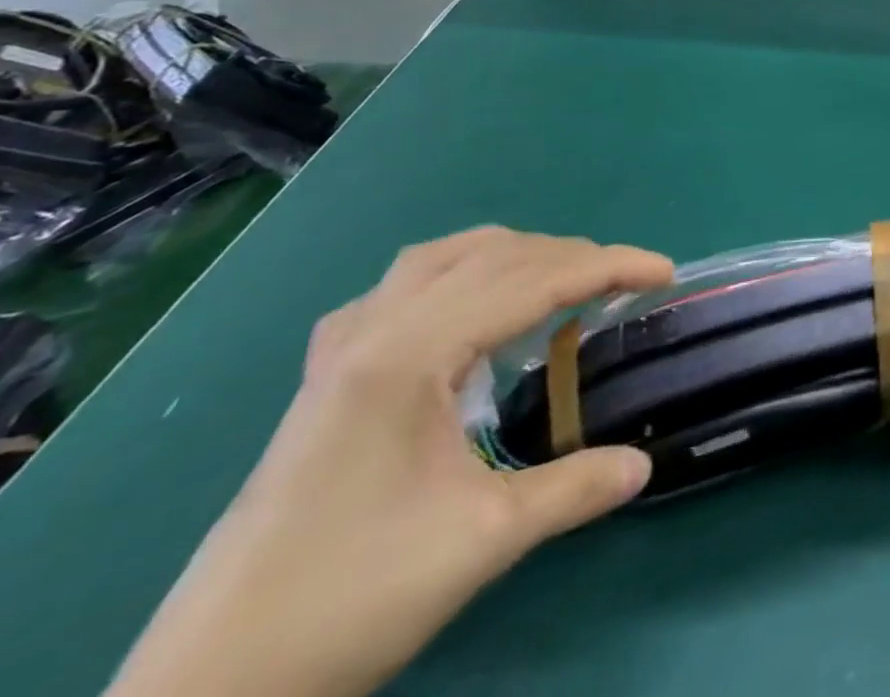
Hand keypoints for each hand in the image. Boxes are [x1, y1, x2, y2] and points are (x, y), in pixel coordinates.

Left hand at [110, 229, 674, 696]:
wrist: (203, 691)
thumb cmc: (347, 600)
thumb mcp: (481, 541)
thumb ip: (573, 490)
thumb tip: (643, 465)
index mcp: (410, 354)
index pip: (533, 280)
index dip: (609, 267)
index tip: (665, 272)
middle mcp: (375, 332)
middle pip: (493, 256)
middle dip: (571, 257)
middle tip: (624, 284)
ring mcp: (340, 352)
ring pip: (441, 259)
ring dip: (512, 256)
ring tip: (556, 280)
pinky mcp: (323, 379)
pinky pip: (398, 291)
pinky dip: (452, 278)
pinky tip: (461, 314)